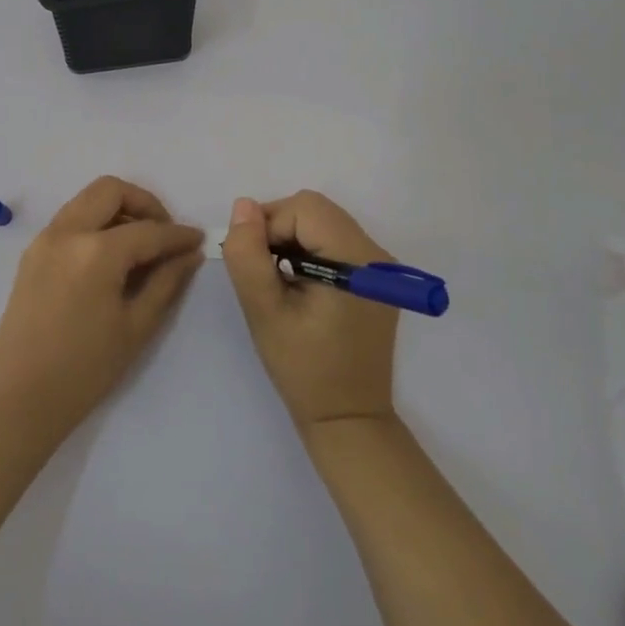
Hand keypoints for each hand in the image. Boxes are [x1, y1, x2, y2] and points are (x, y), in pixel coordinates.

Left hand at [0, 176, 204, 446]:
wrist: (18, 398)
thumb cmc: (84, 371)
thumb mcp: (136, 327)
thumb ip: (166, 282)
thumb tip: (189, 253)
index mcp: (95, 252)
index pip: (148, 230)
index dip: (178, 235)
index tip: (198, 240)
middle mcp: (66, 232)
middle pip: (111, 190)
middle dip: (145, 204)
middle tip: (165, 233)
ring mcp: (44, 239)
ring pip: (87, 200)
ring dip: (118, 210)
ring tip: (141, 245)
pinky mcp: (32, 253)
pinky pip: (70, 219)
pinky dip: (95, 223)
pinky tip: (111, 257)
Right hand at [221, 192, 399, 432]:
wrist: (348, 419)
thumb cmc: (303, 369)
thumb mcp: (264, 312)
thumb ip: (248, 255)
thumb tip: (243, 206)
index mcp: (356, 260)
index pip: (304, 208)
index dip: (269, 226)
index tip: (252, 264)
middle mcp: (376, 254)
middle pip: (316, 211)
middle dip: (279, 229)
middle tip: (261, 271)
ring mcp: (381, 267)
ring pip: (324, 223)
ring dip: (292, 239)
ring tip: (278, 280)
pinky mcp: (377, 279)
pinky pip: (336, 242)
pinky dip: (309, 251)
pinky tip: (299, 286)